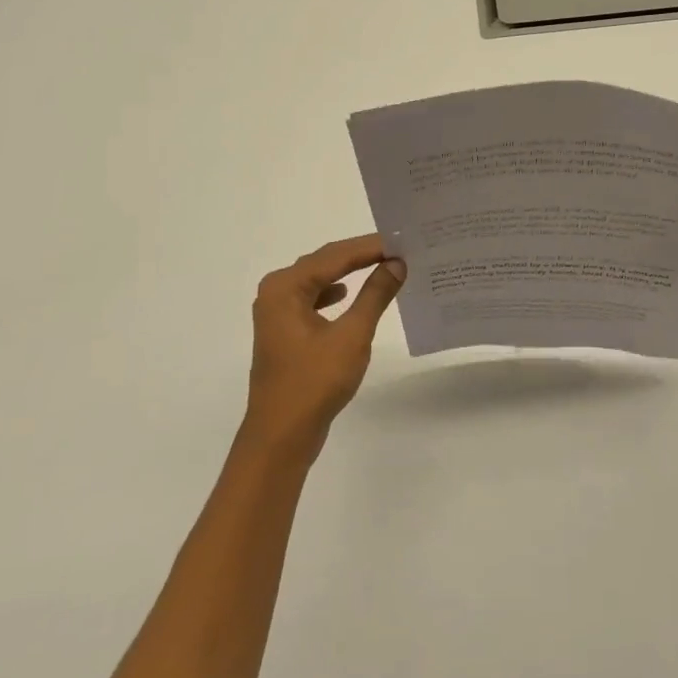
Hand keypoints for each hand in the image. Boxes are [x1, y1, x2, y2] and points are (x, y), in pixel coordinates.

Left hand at [243, 234, 405, 457]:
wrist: (281, 437)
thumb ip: (375, 295)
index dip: (370, 247)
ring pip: (318, 279)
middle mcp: (276, 292)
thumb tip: (397, 264)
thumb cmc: (314, 382)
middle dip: (360, 255)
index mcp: (285, 287)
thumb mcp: (352, 335)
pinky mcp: (284, 331)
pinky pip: (312, 299)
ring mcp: (276, 313)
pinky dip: (334, 293)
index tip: (402, 240)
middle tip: (397, 248)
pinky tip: (348, 296)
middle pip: (324, 262)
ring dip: (348, 272)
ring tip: (382, 265)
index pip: (334, 255)